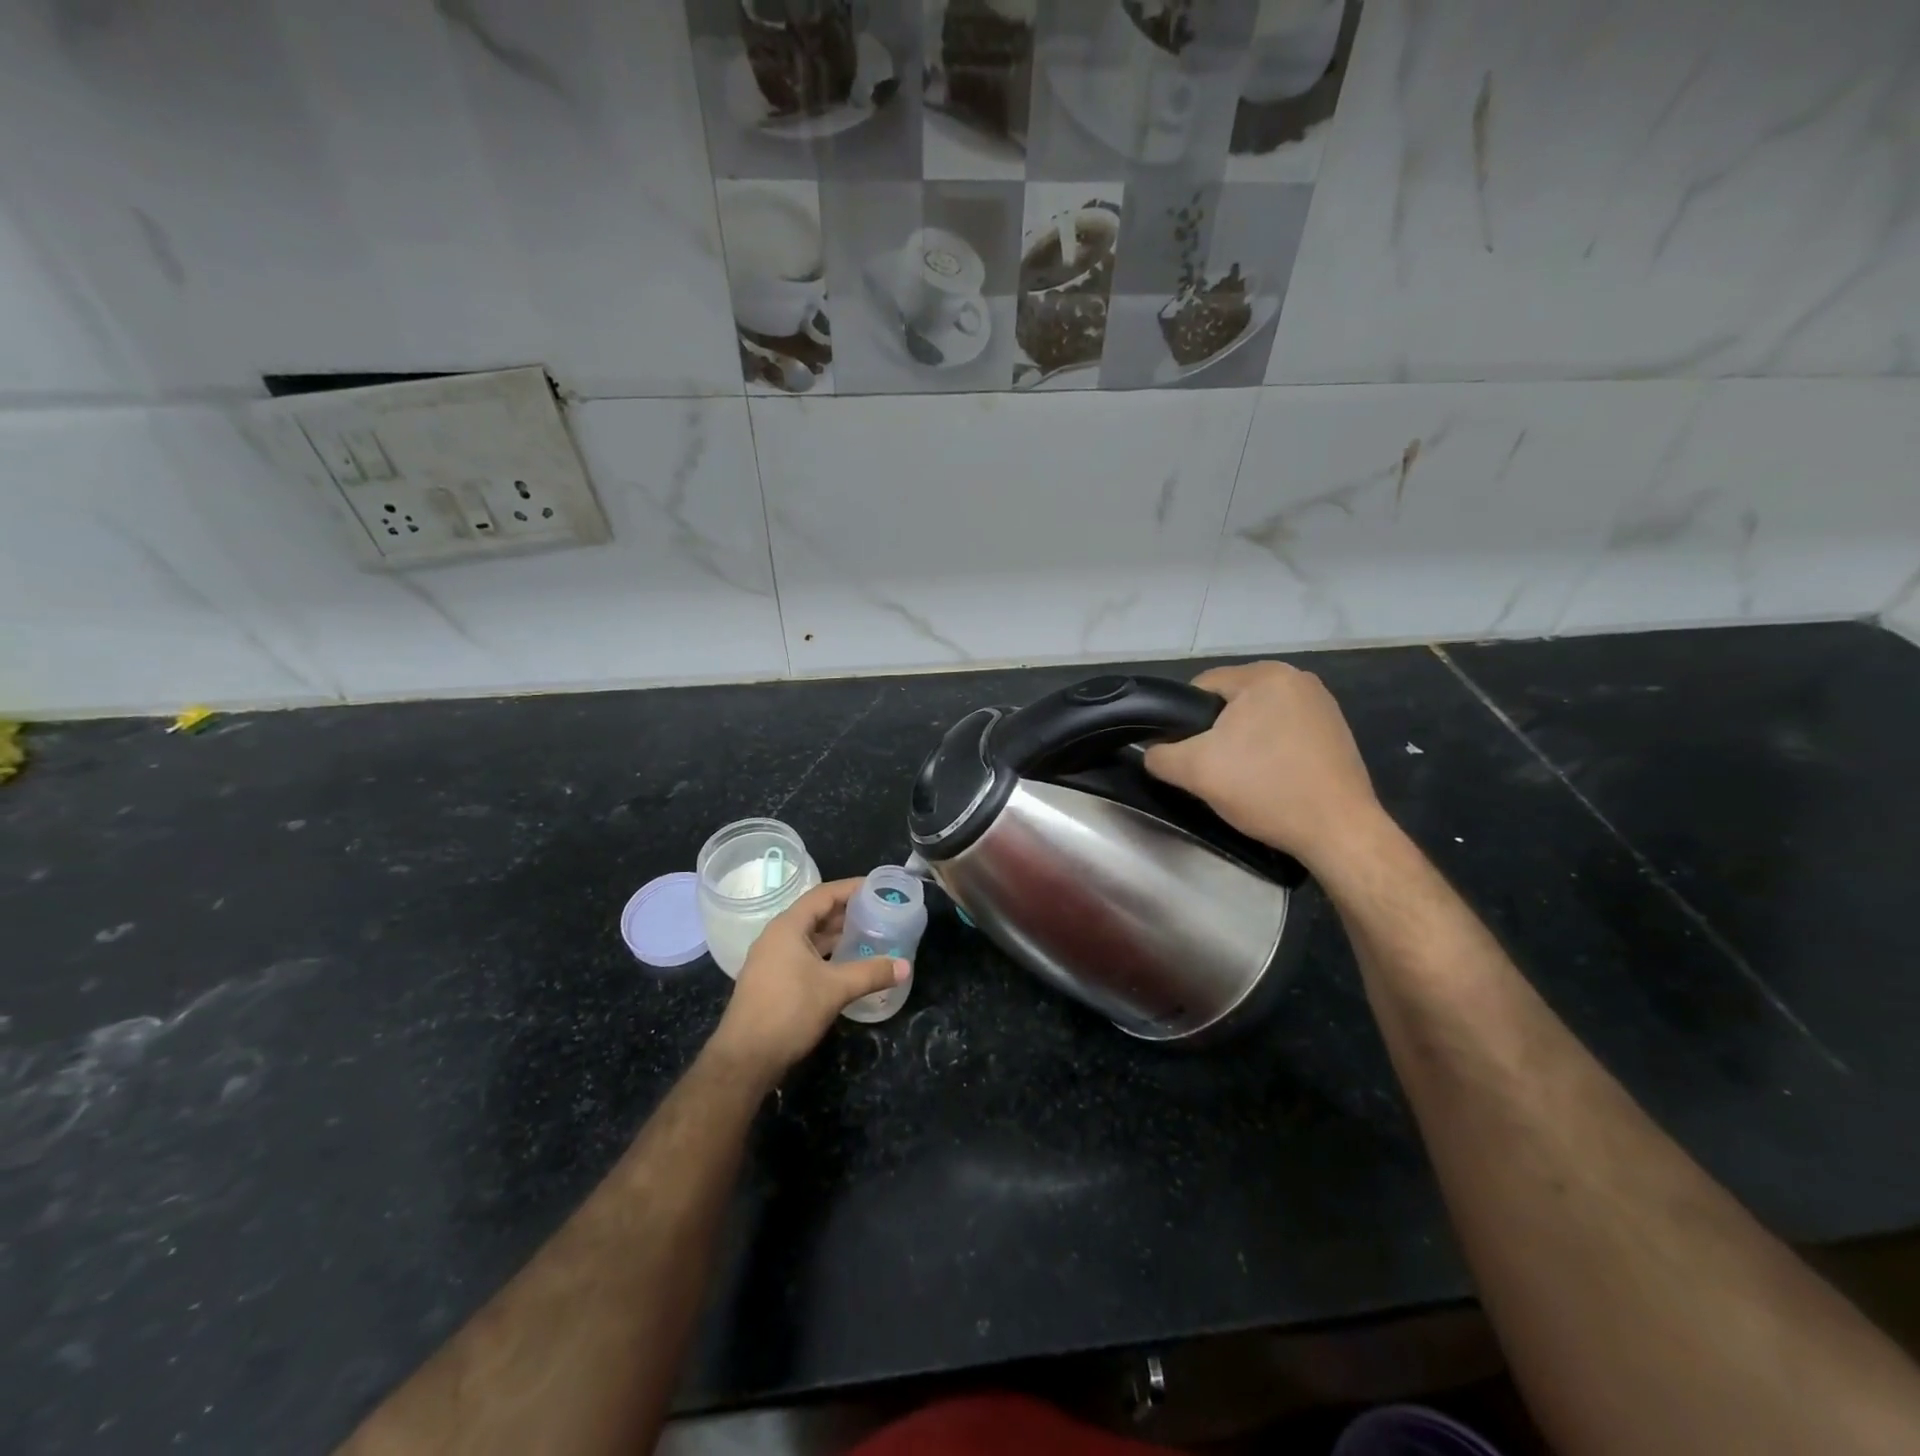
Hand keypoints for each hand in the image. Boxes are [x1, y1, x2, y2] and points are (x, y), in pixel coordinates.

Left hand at [708, 878, 907, 1081]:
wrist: (745, 1058)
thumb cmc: (789, 1011)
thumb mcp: (835, 989)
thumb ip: (871, 973)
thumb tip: (905, 966)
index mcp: (788, 927)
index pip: (824, 894)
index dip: (852, 888)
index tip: (878, 887)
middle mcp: (777, 936)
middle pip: (817, 913)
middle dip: (848, 911)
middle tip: (880, 911)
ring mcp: (772, 959)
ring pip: (811, 936)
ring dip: (838, 934)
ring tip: (870, 933)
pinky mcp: (773, 979)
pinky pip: (805, 954)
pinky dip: (827, 953)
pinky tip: (848, 963)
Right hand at [1143, 661, 1383, 872]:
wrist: (1339, 832)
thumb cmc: (1266, 789)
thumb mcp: (1195, 771)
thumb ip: (1160, 755)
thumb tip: (1153, 750)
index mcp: (1266, 675)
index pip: (1201, 685)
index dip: (1182, 719)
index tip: (1183, 754)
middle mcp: (1298, 679)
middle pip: (1231, 701)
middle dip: (1215, 733)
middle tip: (1211, 770)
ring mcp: (1323, 705)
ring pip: (1258, 718)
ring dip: (1243, 743)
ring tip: (1240, 778)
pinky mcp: (1336, 732)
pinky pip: (1285, 732)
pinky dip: (1271, 751)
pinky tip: (1271, 780)